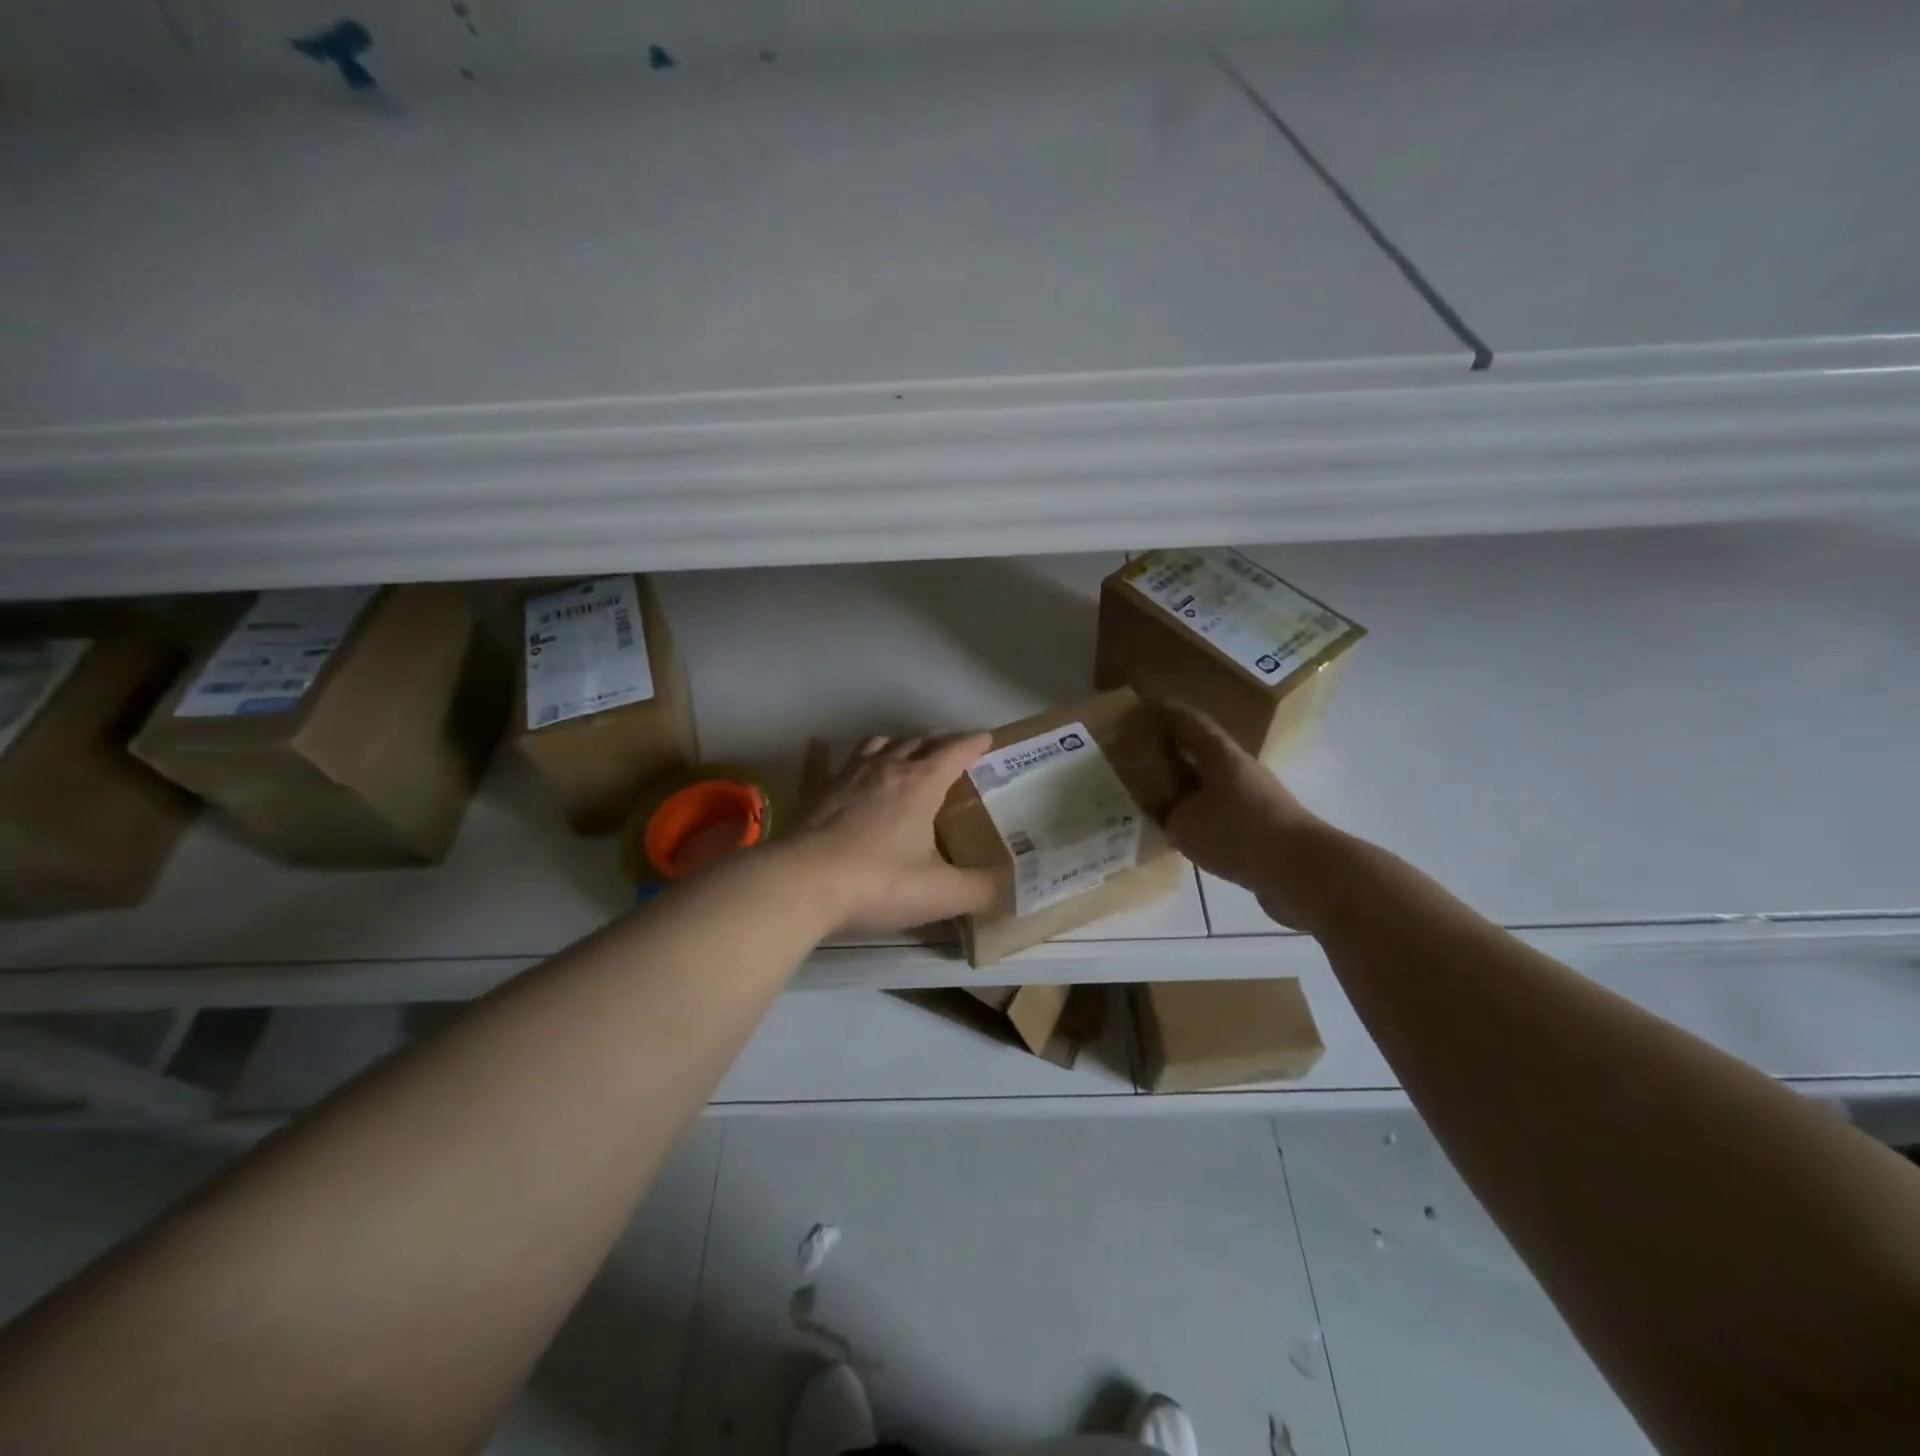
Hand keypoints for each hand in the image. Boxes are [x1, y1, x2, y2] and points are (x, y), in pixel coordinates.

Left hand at [790, 733, 998, 934]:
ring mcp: (845, 777)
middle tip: (950, 748)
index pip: (954, 752)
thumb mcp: (942, 893)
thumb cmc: (880, 883)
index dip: (974, 743)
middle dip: (937, 742)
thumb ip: (983, 890)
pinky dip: (822, 753)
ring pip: (874, 746)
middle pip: (917, 743)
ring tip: (902, 750)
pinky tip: (818, 744)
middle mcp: (885, 769)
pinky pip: (819, 765)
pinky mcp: (814, 794)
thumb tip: (1014, 891)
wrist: (803, 884)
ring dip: (893, 744)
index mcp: (921, 784)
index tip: (987, 739)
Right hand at [1162, 704, 1337, 930]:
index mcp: (1219, 754)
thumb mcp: (1184, 825)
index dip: (1165, 714)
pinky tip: (1190, 827)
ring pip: (1215, 779)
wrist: (1301, 868)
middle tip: (1144, 755)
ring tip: (1163, 794)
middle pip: (1203, 750)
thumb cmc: (1237, 833)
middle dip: (1175, 750)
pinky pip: (1225, 806)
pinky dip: (1205, 809)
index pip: (1188, 722)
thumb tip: (1166, 809)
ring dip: (1191, 782)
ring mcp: (1257, 794)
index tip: (1143, 710)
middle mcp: (1240, 766)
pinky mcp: (1265, 821)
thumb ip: (1168, 812)